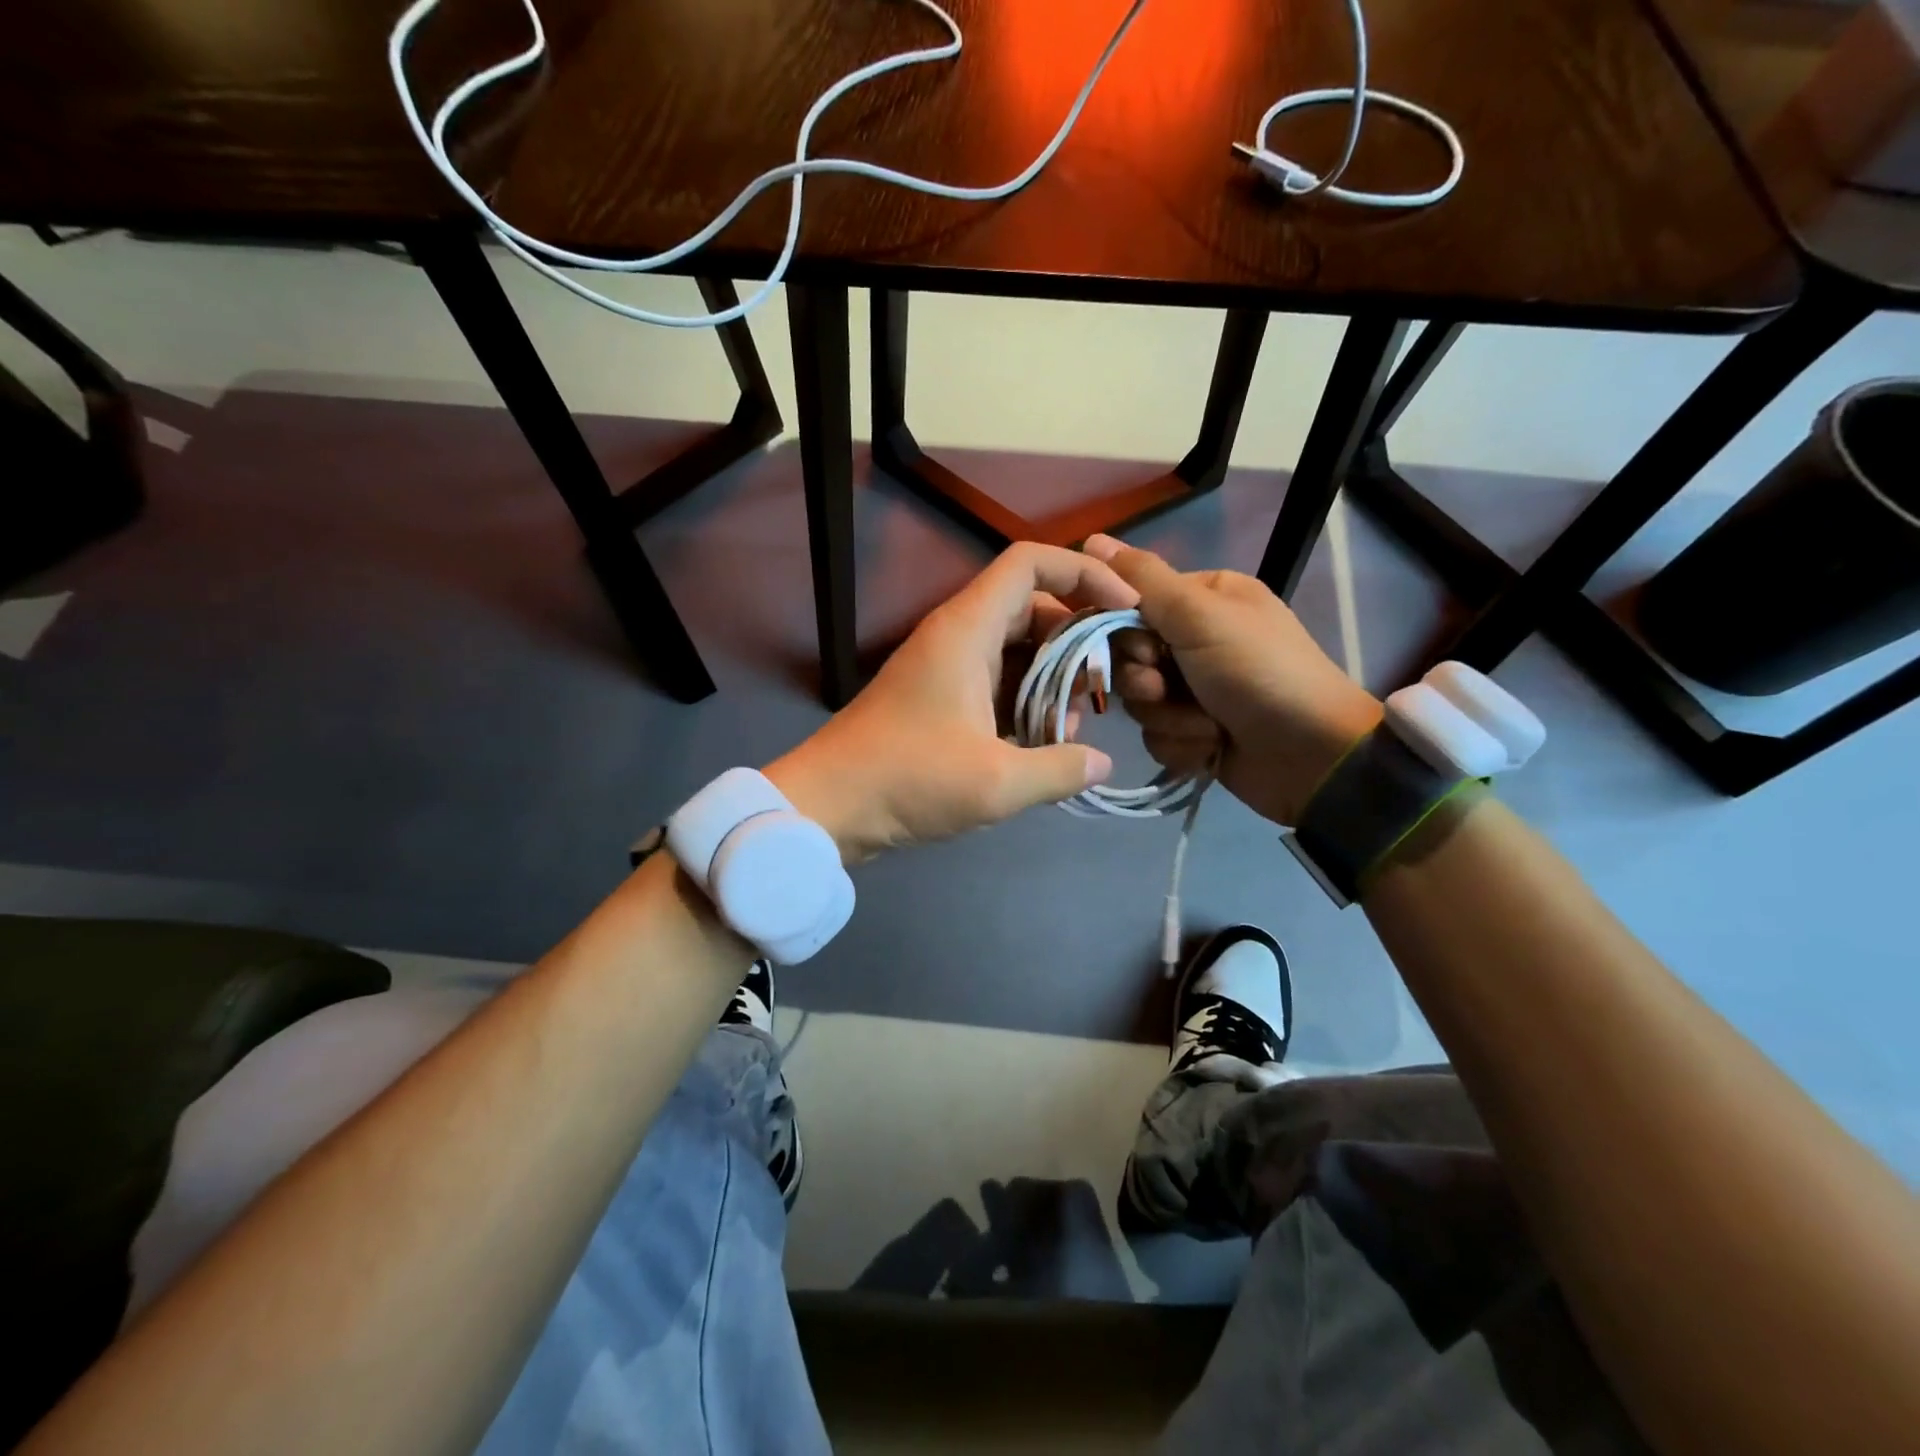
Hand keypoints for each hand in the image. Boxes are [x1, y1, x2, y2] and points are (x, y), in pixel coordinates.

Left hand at [765, 543, 1136, 862]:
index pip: (1033, 563)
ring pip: (1018, 649)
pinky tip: (1043, 743)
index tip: (1126, 609)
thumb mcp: (996, 782)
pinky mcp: (941, 697)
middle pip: (1034, 608)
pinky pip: (998, 680)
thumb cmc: (908, 780)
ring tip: (1073, 726)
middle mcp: (958, 635)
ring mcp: (947, 666)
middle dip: (1078, 641)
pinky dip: (1027, 701)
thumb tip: (1101, 762)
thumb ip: (1060, 769)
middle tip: (1104, 689)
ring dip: (1054, 679)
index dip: (1086, 574)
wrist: (827, 806)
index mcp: (968, 629)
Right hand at [1083, 534, 1381, 826]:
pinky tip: (1211, 747)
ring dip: (1168, 718)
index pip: (1128, 606)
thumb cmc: (1257, 670)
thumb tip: (1090, 539)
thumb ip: (1143, 580)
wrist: (1310, 754)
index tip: (1144, 649)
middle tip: (1167, 689)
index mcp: (1201, 599)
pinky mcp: (1193, 732)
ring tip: (1207, 725)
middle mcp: (1193, 640)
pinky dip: (1181, 744)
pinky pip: (1156, 735)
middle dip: (1145, 682)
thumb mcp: (1200, 614)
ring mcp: (1193, 689)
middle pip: (1127, 659)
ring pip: (1138, 702)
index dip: (1122, 633)